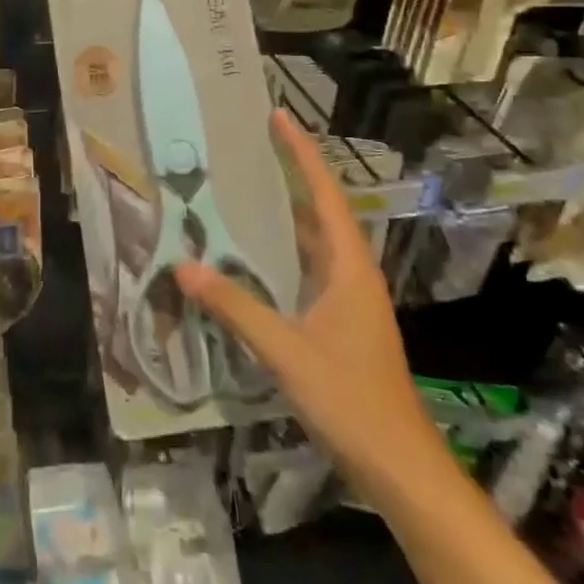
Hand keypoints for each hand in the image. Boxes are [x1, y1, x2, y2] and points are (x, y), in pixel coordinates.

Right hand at [175, 109, 443, 496]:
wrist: (399, 466)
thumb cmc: (350, 399)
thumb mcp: (285, 350)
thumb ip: (234, 306)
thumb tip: (184, 265)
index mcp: (349, 267)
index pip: (325, 195)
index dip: (301, 154)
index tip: (278, 117)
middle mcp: (352, 273)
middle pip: (321, 210)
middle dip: (292, 174)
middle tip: (253, 144)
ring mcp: (348, 300)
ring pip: (314, 241)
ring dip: (287, 212)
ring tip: (247, 188)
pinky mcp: (340, 322)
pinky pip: (307, 269)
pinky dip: (283, 251)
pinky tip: (254, 256)